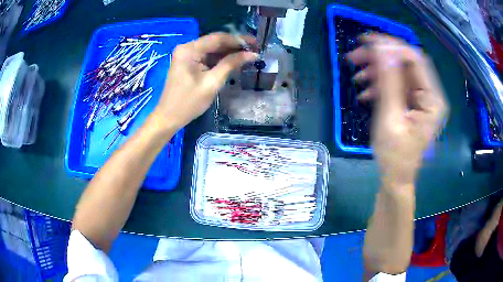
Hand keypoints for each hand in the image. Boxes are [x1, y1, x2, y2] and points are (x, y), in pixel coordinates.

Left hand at [153, 32, 257, 130]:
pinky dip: (220, 59)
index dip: (238, 40)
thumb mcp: (212, 83)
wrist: (169, 117)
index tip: (255, 44)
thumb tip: (252, 54)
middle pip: (215, 42)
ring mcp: (186, 54)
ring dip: (229, 52)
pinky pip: (207, 56)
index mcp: (189, 49)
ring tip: (248, 55)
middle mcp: (187, 47)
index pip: (218, 38)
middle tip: (254, 49)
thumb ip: (231, 64)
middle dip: (235, 45)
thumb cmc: (188, 102)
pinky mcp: (188, 62)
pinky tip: (233, 61)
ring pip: (212, 49)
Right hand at [348, 34, 447, 188]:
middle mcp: (430, 95)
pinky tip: (366, 92)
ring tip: (357, 77)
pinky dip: (380, 84)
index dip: (391, 46)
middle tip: (355, 57)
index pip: (415, 59)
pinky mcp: (412, 102)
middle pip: (406, 62)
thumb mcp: (391, 119)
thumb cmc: (395, 156)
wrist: (396, 178)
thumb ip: (389, 83)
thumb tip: (383, 50)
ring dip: (377, 70)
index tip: (366, 43)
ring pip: (399, 72)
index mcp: (432, 100)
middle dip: (381, 57)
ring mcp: (421, 98)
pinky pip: (396, 84)